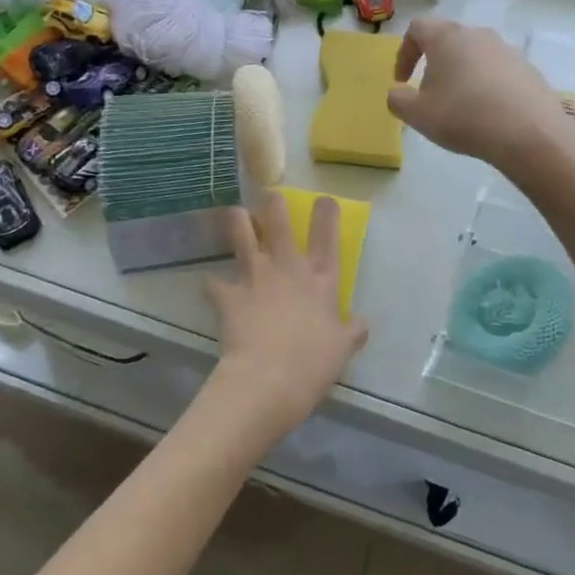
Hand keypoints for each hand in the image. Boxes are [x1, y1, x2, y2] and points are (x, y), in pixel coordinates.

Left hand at [201, 190, 368, 447]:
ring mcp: (255, 276)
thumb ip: (352, 331)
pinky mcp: (228, 295)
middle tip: (269, 195)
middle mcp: (287, 267)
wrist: (268, 379)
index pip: (327, 234)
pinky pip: (214, 283)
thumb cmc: (313, 363)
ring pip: (242, 234)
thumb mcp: (343, 348)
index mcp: (320, 278)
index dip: (326, 212)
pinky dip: (214, 284)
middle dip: (273, 202)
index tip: (324, 199)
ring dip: (238, 222)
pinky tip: (212, 286)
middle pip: (278, 220)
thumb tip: (362, 323)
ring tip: (235, 214)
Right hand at [386, 18, 570, 175]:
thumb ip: (397, 100)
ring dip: (461, 74)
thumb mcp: (417, 114)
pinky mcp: (527, 68)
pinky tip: (488, 113)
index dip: (404, 52)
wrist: (529, 132)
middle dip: (433, 63)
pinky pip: (497, 71)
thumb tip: (397, 92)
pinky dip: (485, 85)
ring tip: (460, 105)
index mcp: (447, 37)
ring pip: (474, 54)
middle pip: (447, 39)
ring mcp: (506, 49)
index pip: (417, 28)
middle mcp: (477, 34)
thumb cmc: (463, 116)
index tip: (403, 80)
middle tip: (430, 94)